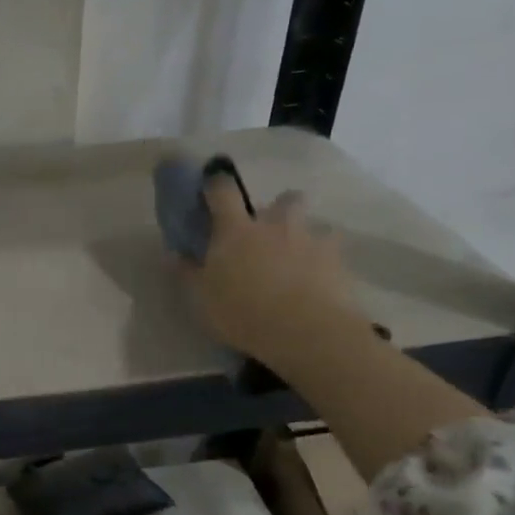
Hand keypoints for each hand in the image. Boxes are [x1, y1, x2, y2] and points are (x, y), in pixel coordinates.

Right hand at [182, 179, 366, 371]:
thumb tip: (176, 254)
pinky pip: (332, 251)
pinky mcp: (338, 261)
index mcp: (236, 230)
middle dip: (278, 208)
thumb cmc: (243, 312)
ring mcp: (310, 240)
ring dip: (303, 234)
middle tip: (269, 231)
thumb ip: (189, 273)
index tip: (212, 185)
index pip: (223, 191)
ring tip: (298, 258)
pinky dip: (325, 260)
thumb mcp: (202, 299)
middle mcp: (275, 225)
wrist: (305, 331)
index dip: (216, 183)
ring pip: (312, 224)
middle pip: (284, 198)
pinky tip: (319, 279)